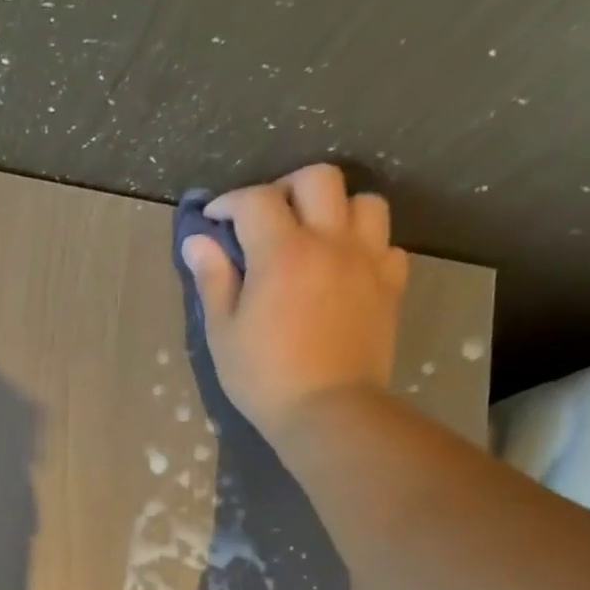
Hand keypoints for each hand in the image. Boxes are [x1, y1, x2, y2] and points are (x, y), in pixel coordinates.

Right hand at [181, 163, 408, 441]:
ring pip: (363, 202)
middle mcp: (330, 241)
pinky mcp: (391, 284)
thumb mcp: (223, 331)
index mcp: (282, 252)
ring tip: (314, 235)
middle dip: (286, 188)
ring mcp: (367, 260)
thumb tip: (198, 241)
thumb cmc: (263, 376)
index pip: (256, 201)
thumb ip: (213, 279)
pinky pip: (386, 243)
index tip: (213, 219)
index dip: (229, 203)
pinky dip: (364, 244)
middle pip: (318, 179)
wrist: (328, 410)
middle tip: (266, 217)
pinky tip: (344, 268)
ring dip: (334, 208)